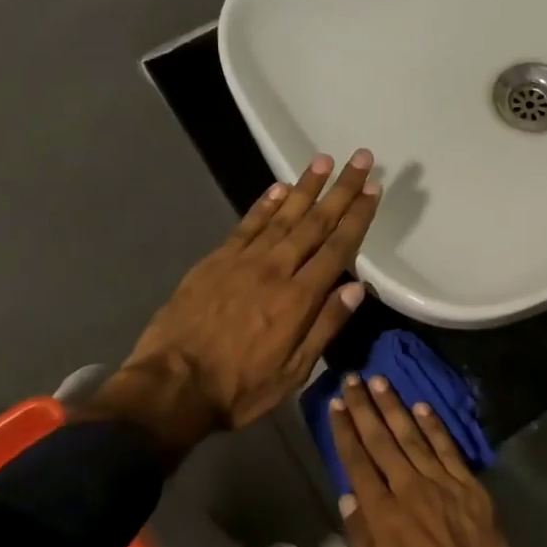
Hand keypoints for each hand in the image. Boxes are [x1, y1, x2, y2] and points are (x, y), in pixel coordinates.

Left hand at [97, 151, 380, 451]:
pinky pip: (246, 225)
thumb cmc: (239, 388)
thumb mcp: (293, 372)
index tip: (374, 189)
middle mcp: (275, 270)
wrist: (172, 386)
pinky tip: (279, 187)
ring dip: (306, 187)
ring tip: (324, 160)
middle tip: (360, 159)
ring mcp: (242, 261)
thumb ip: (325, 326)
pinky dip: (264, 204)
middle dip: (341, 190)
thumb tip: (358, 288)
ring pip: (282, 215)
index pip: (337, 249)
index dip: (357, 217)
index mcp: (299, 299)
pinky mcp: (215, 261)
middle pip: (315, 223)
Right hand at [330, 375, 516, 546]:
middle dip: (364, 408)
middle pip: (381, 440)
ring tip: (380, 381)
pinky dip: (434, 426)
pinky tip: (422, 407)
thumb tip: (348, 496)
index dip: (345, 431)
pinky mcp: (468, 485)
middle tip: (353, 379)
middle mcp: (407, 488)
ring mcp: (440, 483)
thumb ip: (360, 536)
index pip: (357, 461)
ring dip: (394, 407)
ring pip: (412, 436)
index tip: (336, 405)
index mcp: (381, 512)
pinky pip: (447, 448)